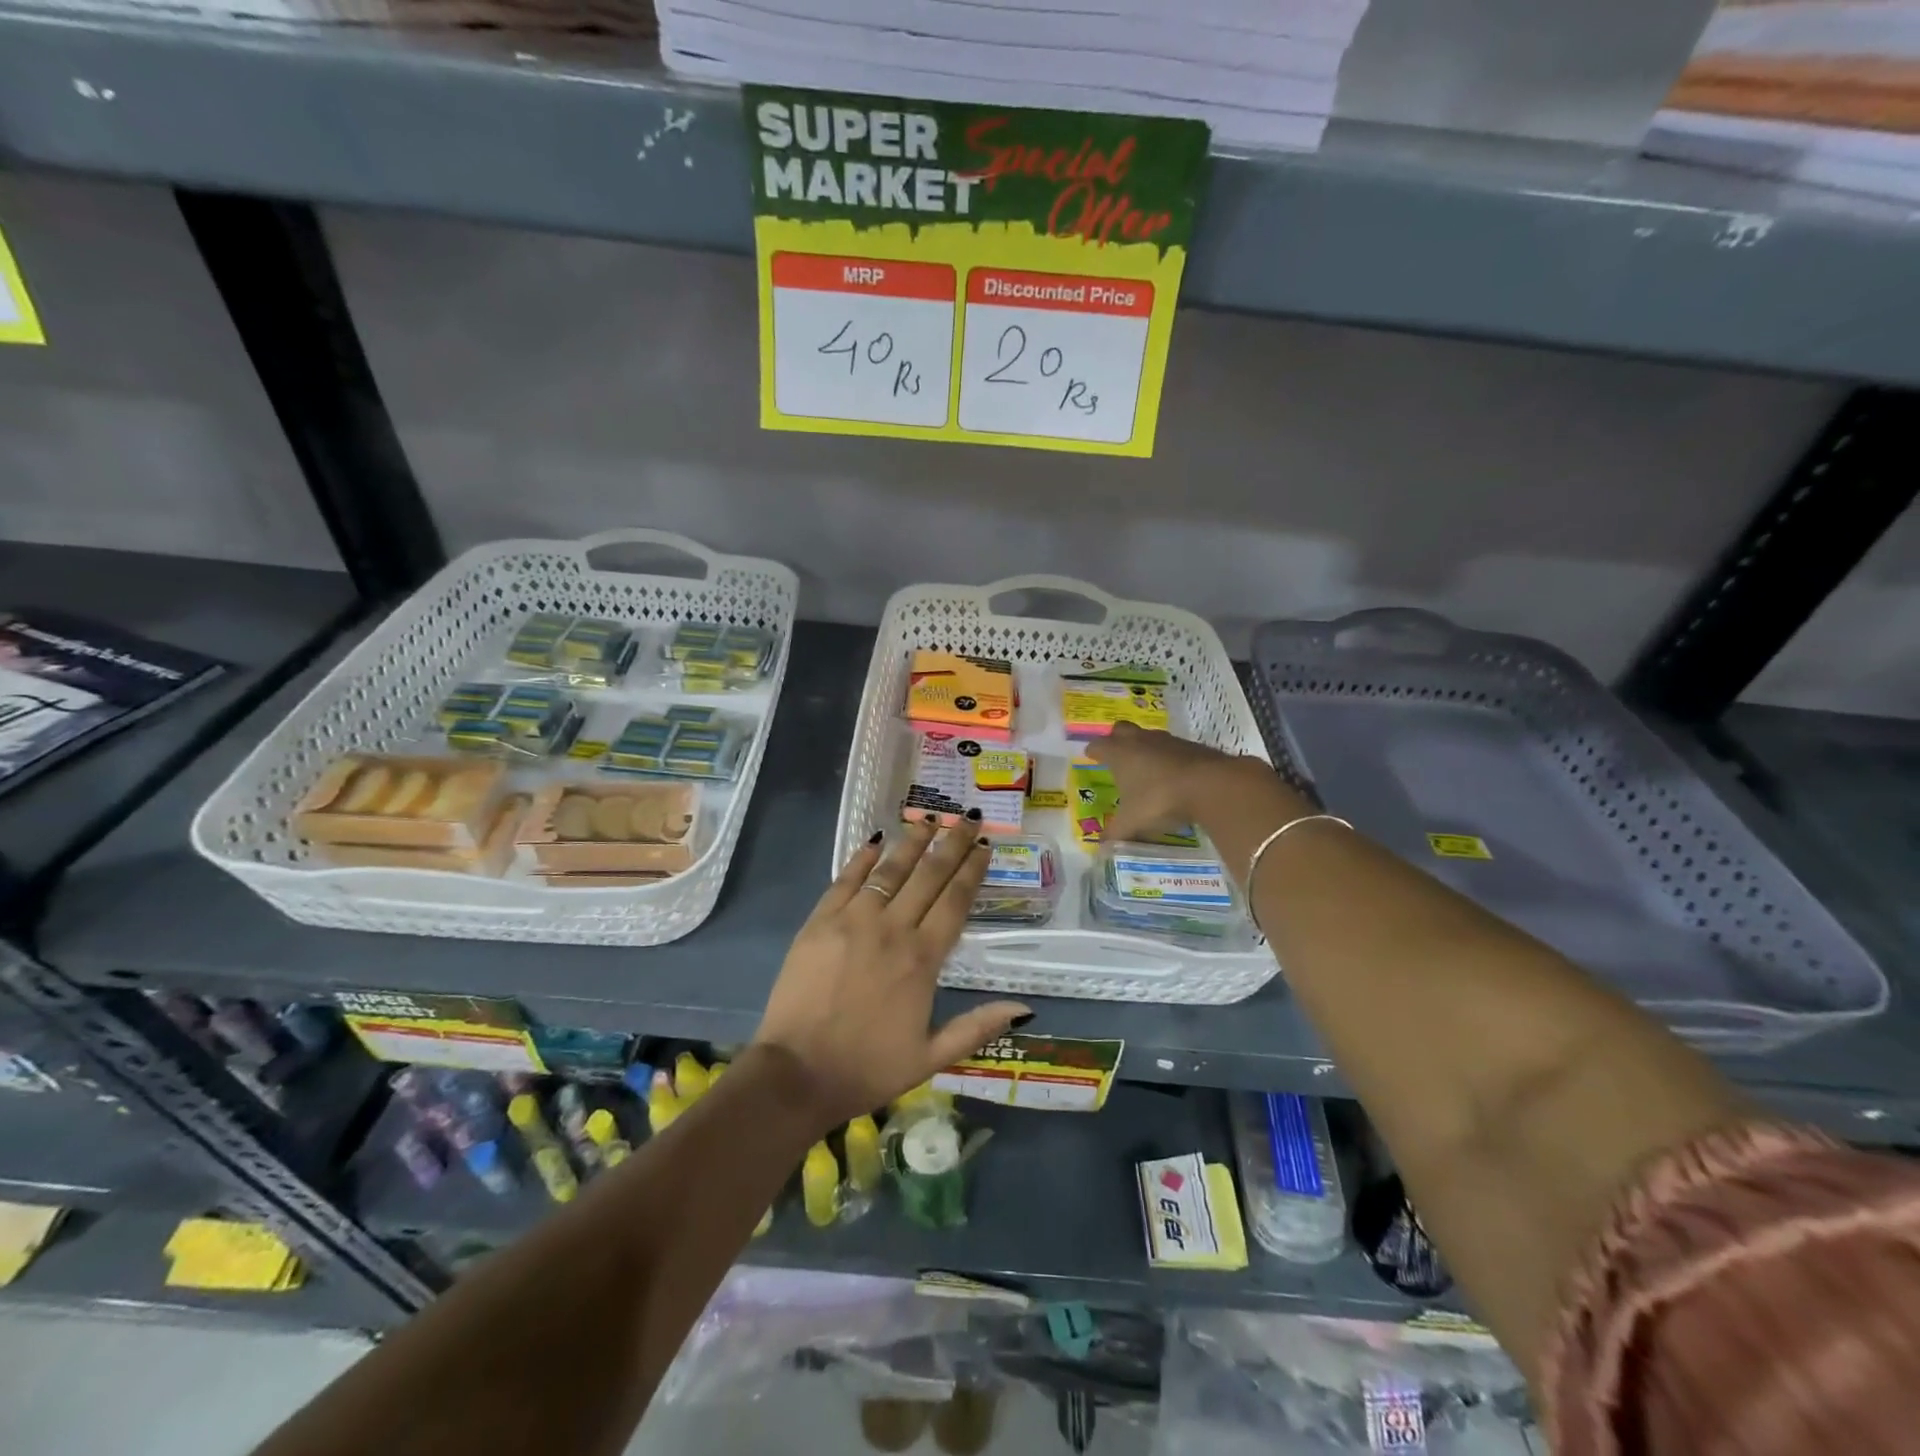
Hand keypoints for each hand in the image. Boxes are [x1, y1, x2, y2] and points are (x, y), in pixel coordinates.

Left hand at [753, 816, 1031, 1127]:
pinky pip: (846, 879)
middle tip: (968, 817)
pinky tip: (876, 840)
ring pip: (890, 870)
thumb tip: (1025, 1009)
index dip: (972, 870)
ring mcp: (853, 920)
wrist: (797, 1074)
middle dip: (951, 843)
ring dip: (913, 841)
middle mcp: (892, 929)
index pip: (955, 901)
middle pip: (928, 875)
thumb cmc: (867, 1068)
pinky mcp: (820, 922)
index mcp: (922, 959)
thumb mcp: (931, 1057)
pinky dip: (862, 858)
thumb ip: (977, 1027)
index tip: (984, 846)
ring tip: (930, 818)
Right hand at [1087, 721, 1300, 843]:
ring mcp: (1167, 740)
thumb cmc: (1160, 799)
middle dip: (1115, 739)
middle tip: (1115, 755)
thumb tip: (1101, 847)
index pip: (1098, 746)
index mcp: (1119, 754)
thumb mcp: (1133, 823)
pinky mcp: (1191, 745)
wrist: (1210, 784)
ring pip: (1148, 736)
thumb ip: (1115, 834)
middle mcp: (1139, 740)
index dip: (1093, 751)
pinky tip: (1172, 775)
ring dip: (1143, 747)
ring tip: (1144, 767)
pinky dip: (1168, 757)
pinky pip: (1172, 747)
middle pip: (1121, 730)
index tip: (1090, 756)